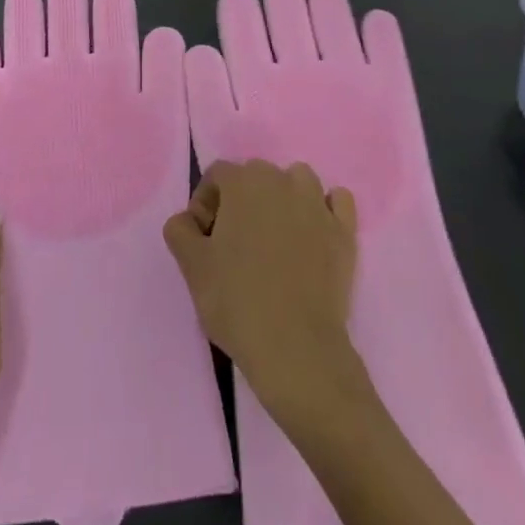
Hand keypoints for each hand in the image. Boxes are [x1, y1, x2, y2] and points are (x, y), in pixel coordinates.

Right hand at [162, 160, 359, 422]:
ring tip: (275, 237)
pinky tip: (314, 234)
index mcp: (243, 183)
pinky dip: (326, 209)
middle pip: (256, 175)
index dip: (205, 203)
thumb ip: (180, 230)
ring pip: (297, 180)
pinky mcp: (345, 232)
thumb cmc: (238, 302)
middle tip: (234, 243)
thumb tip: (187, 220)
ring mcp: (317, 204)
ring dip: (283, 198)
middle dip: (242, 200)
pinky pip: (337, 201)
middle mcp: (282, 181)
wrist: (297, 349)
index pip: (217, 175)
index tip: (204, 240)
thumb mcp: (192, 267)